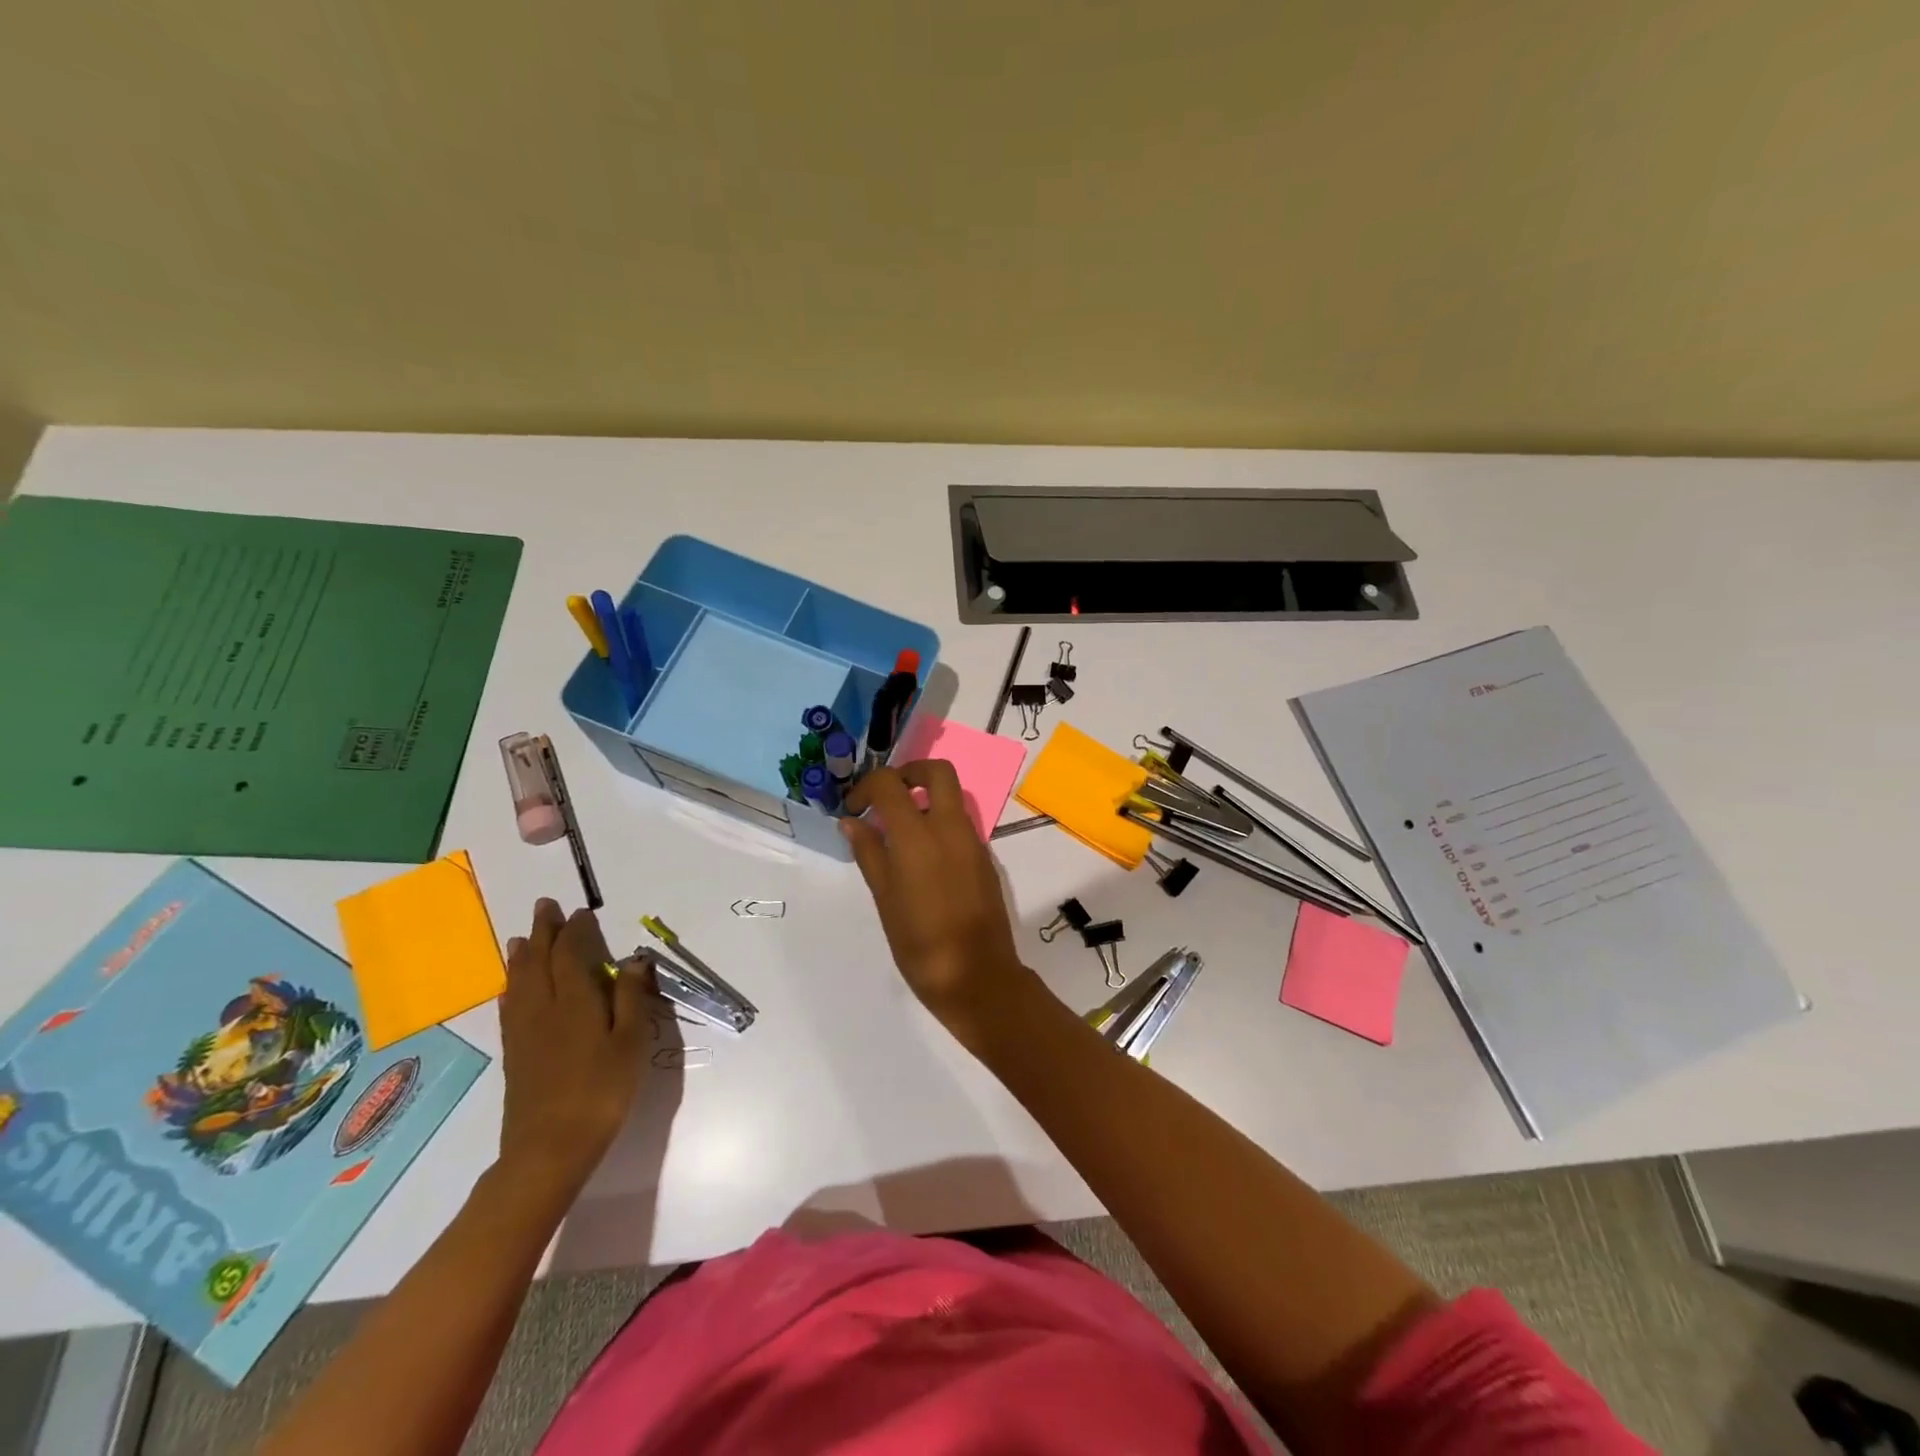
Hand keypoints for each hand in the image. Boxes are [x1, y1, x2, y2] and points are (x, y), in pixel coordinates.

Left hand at [497, 899, 650, 1201]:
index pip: (570, 954)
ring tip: (520, 938)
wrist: (549, 1149)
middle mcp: (543, 1009)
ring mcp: (524, 1032)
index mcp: (574, 1002)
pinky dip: (512, 987)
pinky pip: (510, 1006)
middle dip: (542, 932)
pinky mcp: (515, 1054)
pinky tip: (512, 989)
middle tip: (544, 907)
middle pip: (538, 961)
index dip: (574, 930)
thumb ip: (632, 998)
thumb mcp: (630, 1043)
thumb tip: (634, 959)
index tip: (580, 912)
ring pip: (519, 982)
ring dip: (521, 956)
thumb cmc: (601, 1092)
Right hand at [842, 762, 1041, 1049]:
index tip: (854, 809)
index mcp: (918, 835)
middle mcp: (950, 827)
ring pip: (952, 796)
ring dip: (925, 797)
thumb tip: (852, 821)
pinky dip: (940, 822)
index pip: (890, 784)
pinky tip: (922, 856)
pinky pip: (961, 823)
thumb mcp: (885, 898)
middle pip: (937, 771)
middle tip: (886, 797)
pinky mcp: (985, 857)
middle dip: (909, 772)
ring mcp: (973, 840)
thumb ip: (869, 852)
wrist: (977, 976)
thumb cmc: (920, 943)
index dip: (866, 787)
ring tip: (898, 830)